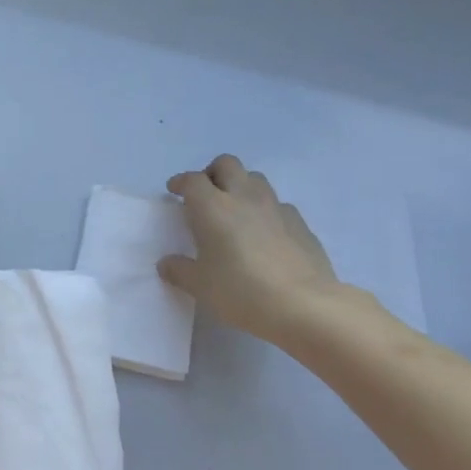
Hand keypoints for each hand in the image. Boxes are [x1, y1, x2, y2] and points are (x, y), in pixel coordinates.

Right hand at [160, 154, 353, 346]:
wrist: (303, 305)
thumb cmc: (240, 291)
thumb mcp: (200, 286)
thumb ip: (179, 270)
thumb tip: (167, 263)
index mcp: (212, 207)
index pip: (192, 180)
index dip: (181, 182)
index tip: (174, 191)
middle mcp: (244, 197)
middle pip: (227, 164)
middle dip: (212, 173)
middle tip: (205, 195)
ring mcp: (276, 207)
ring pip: (255, 179)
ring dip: (241, 187)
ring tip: (235, 212)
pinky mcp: (300, 223)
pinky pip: (278, 205)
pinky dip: (266, 211)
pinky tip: (264, 235)